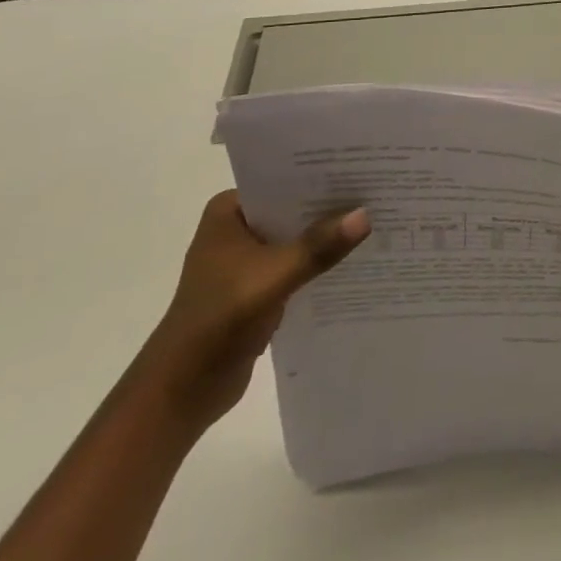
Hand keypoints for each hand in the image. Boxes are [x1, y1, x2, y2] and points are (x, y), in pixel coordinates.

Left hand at [135, 191, 369, 436]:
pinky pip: (299, 264)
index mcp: (229, 212)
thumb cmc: (217, 322)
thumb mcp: (273, 277)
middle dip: (332, 206)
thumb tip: (366, 215)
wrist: (180, 393)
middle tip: (381, 191)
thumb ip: (318, 247)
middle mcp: (238, 228)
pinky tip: (358, 259)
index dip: (324, 174)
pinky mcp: (259, 288)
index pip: (285, 180)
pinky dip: (321, 263)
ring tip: (378, 220)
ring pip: (299, 237)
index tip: (366, 166)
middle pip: (295, 208)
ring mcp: (247, 260)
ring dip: (329, 236)